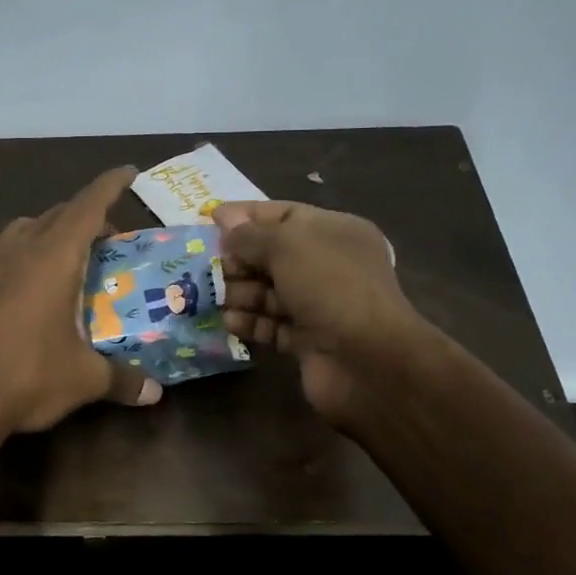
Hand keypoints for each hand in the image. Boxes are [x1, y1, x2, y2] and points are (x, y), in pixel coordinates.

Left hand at [0, 167, 161, 436]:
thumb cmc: (30, 376)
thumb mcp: (85, 380)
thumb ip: (123, 380)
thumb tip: (155, 394)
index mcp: (56, 259)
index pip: (88, 207)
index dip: (110, 186)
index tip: (128, 172)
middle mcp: (21, 252)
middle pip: (56, 215)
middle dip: (85, 216)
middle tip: (107, 237)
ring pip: (18, 228)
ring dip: (43, 228)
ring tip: (60, 248)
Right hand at [212, 201, 421, 429]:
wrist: (368, 360)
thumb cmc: (329, 286)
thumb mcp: (287, 246)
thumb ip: (250, 235)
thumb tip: (225, 221)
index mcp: (334, 232)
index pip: (283, 214)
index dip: (246, 216)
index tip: (210, 220)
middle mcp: (328, 265)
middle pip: (272, 255)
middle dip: (238, 259)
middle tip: (206, 267)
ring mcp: (319, 305)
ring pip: (268, 292)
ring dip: (239, 292)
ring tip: (211, 296)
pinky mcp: (308, 341)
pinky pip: (271, 325)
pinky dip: (250, 322)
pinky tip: (228, 321)